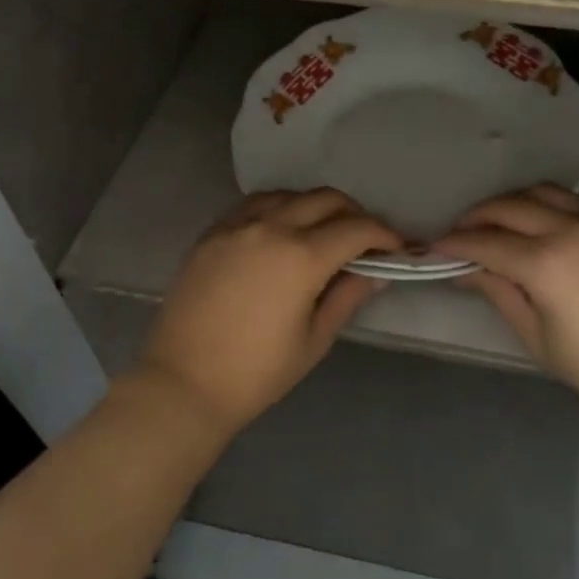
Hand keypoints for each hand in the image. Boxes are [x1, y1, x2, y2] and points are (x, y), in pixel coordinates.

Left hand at [136, 189, 399, 435]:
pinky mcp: (212, 233)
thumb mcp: (314, 339)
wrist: (182, 384)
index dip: (384, 235)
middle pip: (326, 200)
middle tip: (365, 240)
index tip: (396, 248)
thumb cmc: (256, 373)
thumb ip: (348, 296)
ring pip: (290, 194)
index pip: (357, 229)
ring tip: (324, 232)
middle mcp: (271, 228)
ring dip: (316, 206)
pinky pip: (254, 204)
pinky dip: (279, 207)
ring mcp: (237, 225)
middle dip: (355, 214)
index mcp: (301, 257)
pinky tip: (282, 229)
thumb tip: (377, 272)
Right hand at [435, 185, 578, 419]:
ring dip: (509, 203)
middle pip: (508, 207)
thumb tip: (464, 268)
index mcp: (547, 263)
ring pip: (539, 192)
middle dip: (476, 217)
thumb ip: (497, 291)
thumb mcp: (536, 334)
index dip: (454, 243)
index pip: (486, 242)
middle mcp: (570, 228)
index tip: (433, 247)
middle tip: (457, 233)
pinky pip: (568, 199)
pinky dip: (541, 204)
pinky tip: (533, 223)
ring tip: (493, 222)